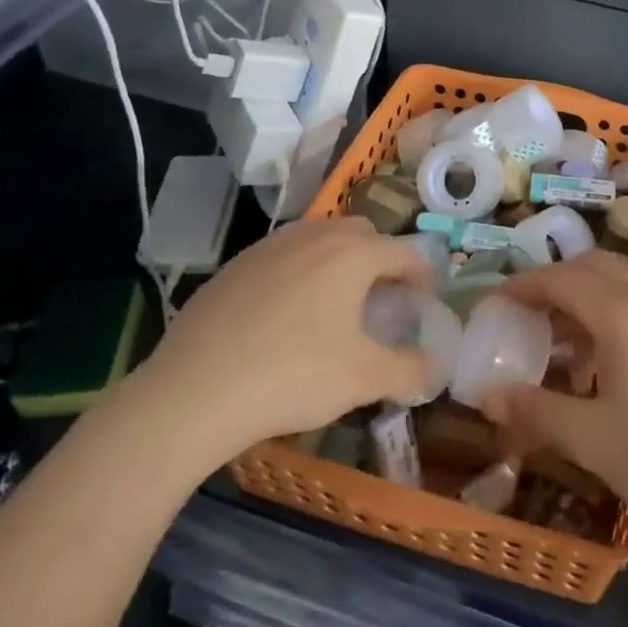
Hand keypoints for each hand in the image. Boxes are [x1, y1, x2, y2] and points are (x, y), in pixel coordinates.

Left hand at [131, 217, 434, 457]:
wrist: (194, 391)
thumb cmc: (294, 375)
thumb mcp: (365, 379)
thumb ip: (411, 369)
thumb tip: (433, 365)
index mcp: (352, 254)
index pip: (404, 252)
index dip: (423, 276)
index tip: (424, 302)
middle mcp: (312, 236)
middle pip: (361, 234)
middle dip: (380, 260)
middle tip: (381, 300)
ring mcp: (267, 247)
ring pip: (318, 239)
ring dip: (337, 262)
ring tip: (334, 305)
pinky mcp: (233, 266)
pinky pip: (282, 257)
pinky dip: (298, 274)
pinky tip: (285, 316)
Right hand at [481, 253, 627, 535]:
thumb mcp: (588, 437)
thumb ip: (534, 410)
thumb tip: (487, 397)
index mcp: (621, 315)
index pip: (561, 279)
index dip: (523, 286)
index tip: (495, 303)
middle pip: (592, 267)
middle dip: (554, 282)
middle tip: (526, 314)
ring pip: (619, 284)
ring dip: (583, 298)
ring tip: (558, 342)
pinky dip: (609, 314)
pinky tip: (600, 363)